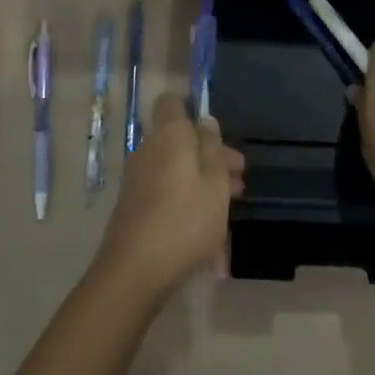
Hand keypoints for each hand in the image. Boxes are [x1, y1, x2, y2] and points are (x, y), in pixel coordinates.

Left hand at [95, 94, 244, 299]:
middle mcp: (148, 151)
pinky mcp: (134, 210)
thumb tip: (205, 119)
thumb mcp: (215, 181)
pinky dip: (188, 208)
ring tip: (230, 214)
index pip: (172, 102)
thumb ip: (213, 147)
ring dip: (203, 186)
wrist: (134, 273)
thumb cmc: (185, 219)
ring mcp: (138, 181)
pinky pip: (167, 197)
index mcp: (169, 135)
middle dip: (211, 158)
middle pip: (181, 142)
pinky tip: (209, 242)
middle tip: (239, 182)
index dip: (192, 109)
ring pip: (177, 172)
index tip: (216, 132)